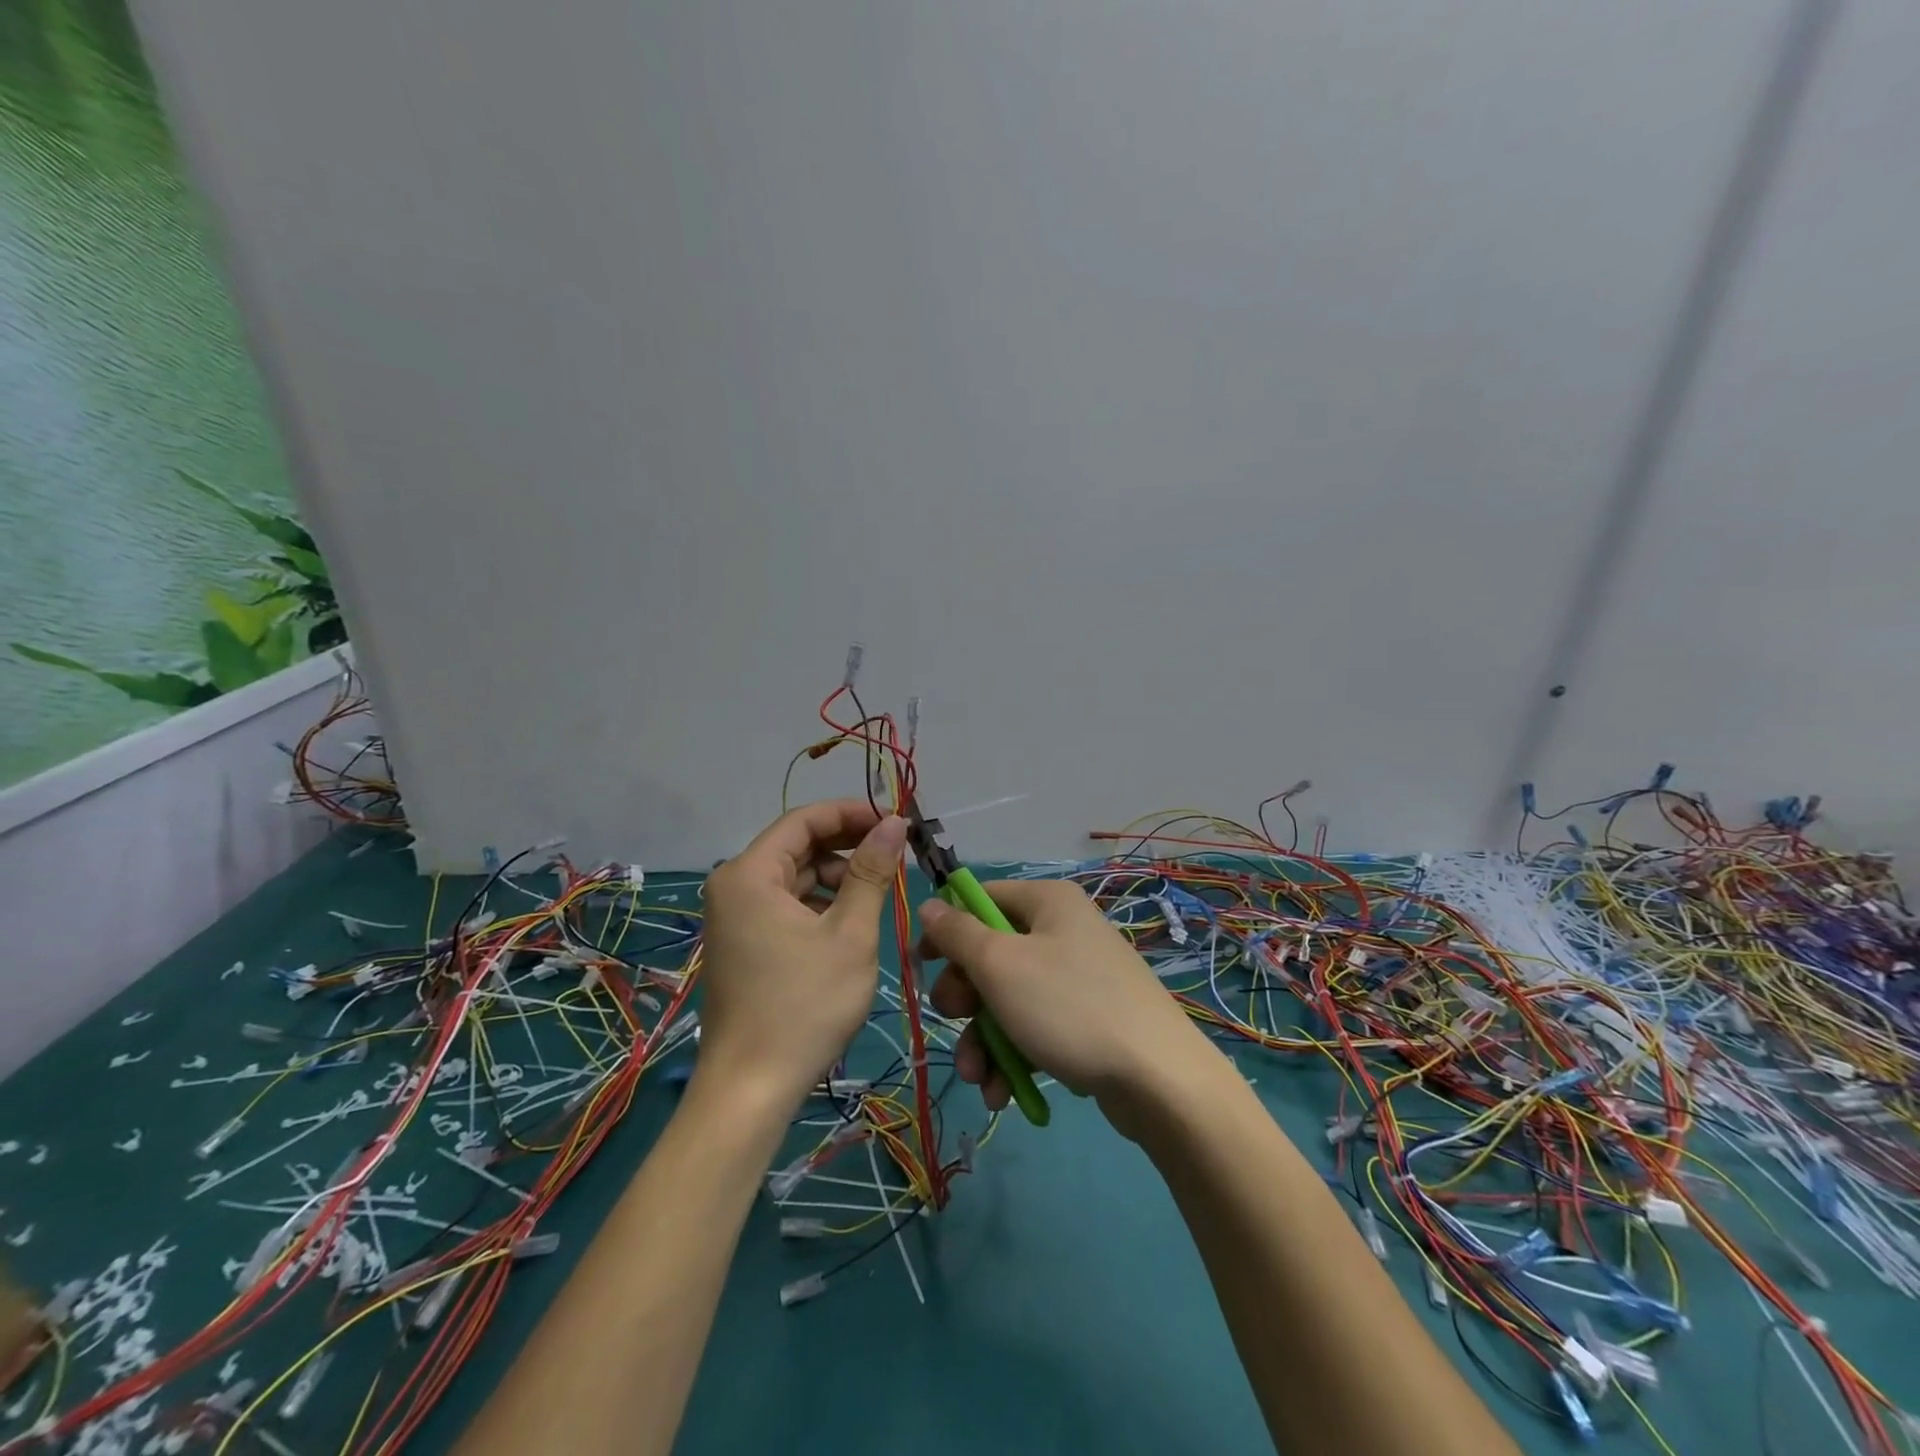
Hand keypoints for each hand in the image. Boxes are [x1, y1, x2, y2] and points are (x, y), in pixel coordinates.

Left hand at [698, 801, 908, 1109]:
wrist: (751, 1090)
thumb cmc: (804, 1006)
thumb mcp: (849, 934)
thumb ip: (871, 872)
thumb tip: (894, 822)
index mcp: (749, 874)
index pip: (804, 820)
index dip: (852, 814)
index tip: (895, 822)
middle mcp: (733, 885)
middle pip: (797, 846)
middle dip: (847, 846)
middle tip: (895, 856)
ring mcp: (733, 916)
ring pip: (794, 876)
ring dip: (837, 877)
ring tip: (879, 892)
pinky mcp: (742, 941)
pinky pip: (785, 904)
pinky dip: (819, 904)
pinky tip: (850, 921)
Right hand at [918, 880, 1219, 1136]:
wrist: (1159, 1079)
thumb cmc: (1068, 1006)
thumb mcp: (1000, 965)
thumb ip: (957, 933)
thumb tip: (930, 904)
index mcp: (1047, 901)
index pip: (980, 898)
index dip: (947, 929)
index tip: (922, 965)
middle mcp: (1064, 929)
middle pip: (991, 953)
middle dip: (965, 997)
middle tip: (952, 1021)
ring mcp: (1078, 976)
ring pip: (1008, 997)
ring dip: (983, 1038)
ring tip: (977, 1077)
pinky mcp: (1087, 1018)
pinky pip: (1035, 1025)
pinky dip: (1014, 1054)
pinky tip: (1002, 1092)